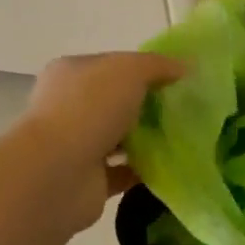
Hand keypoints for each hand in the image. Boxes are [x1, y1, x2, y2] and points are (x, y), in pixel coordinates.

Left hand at [15, 51, 185, 233]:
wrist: (57, 174)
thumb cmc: (89, 109)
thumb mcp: (130, 70)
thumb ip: (158, 65)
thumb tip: (186, 66)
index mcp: (71, 74)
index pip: (113, 65)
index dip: (145, 68)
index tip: (179, 78)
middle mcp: (70, 107)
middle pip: (117, 101)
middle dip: (148, 104)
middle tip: (186, 108)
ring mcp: (77, 146)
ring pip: (121, 136)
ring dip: (147, 138)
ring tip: (185, 135)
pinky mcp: (90, 180)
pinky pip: (125, 170)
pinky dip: (146, 168)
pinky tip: (173, 163)